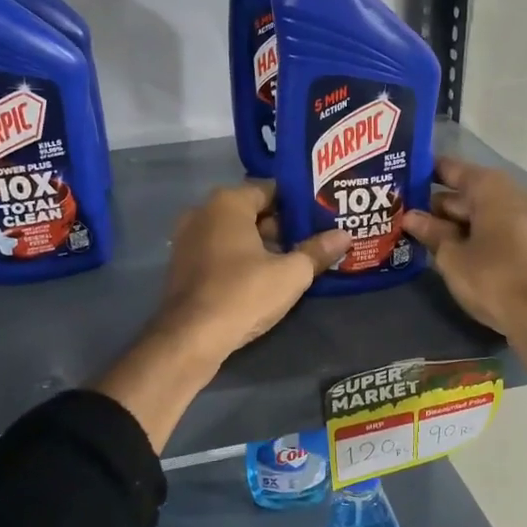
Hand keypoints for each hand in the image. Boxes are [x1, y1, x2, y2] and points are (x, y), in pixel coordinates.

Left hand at [93, 183, 348, 449]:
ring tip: (294, 260)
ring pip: (234, 234)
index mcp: (227, 203)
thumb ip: (317, 251)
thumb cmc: (243, 294)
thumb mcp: (291, 274)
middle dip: (281, 226)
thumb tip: (344, 235)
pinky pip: (219, 252)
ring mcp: (188, 239)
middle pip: (251, 211)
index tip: (322, 216)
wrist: (190, 338)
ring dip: (261, 245)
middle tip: (314, 240)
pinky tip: (263, 278)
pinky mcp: (183, 266)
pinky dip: (240, 259)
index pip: (271, 189)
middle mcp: (202, 212)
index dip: (298, 203)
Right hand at [403, 158, 526, 375]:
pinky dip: (468, 238)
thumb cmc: (493, 277)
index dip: (423, 173)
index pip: (450, 169)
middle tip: (396, 214)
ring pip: (476, 215)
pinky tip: (442, 252)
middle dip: (433, 205)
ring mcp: (522, 221)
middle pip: (464, 193)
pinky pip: (490, 232)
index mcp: (490, 188)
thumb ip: (431, 232)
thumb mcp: (452, 256)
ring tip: (412, 234)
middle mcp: (509, 196)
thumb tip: (410, 217)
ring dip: (449, 225)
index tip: (397, 179)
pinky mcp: (526, 246)